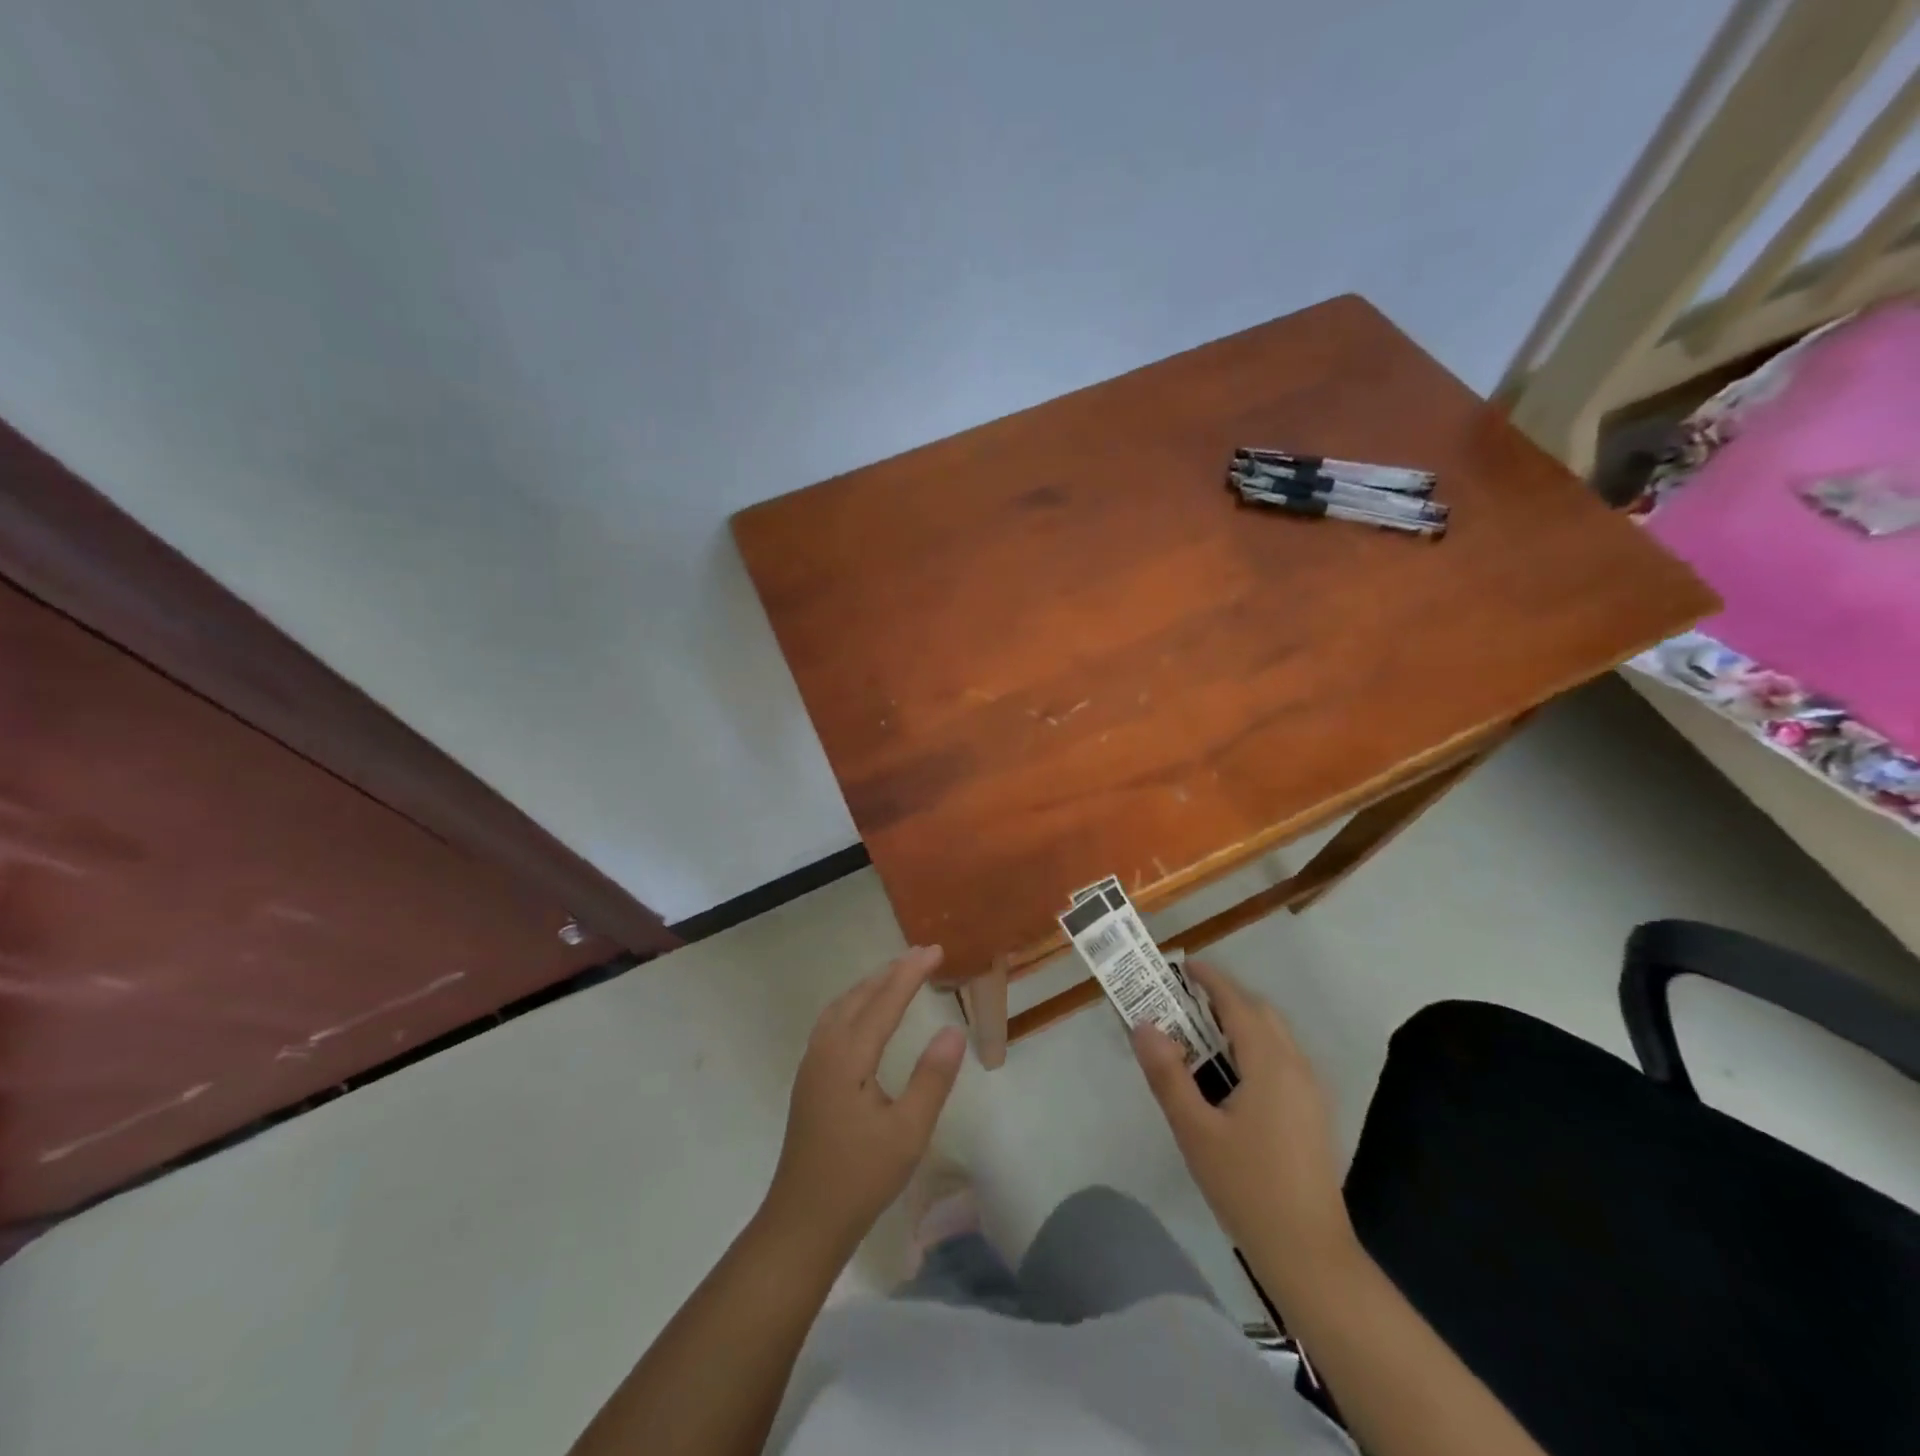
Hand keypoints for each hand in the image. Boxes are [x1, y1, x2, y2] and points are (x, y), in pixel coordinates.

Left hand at [762, 945, 967, 1255]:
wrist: (803, 1221)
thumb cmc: (860, 1178)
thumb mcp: (908, 1132)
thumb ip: (931, 1078)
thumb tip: (953, 1029)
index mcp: (848, 1057)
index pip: (884, 1002)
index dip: (910, 973)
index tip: (935, 950)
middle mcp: (825, 1050)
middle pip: (859, 997)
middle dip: (891, 972)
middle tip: (922, 955)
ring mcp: (812, 1064)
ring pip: (841, 1007)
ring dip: (870, 986)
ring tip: (897, 974)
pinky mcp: (810, 1079)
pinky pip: (833, 1022)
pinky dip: (855, 1004)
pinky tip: (865, 1014)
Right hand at [1132, 961, 1349, 1256]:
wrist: (1309, 1254)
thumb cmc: (1247, 1187)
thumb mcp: (1195, 1131)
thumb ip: (1168, 1074)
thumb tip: (1144, 1025)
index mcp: (1270, 1064)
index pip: (1237, 1003)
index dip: (1210, 980)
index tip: (1182, 965)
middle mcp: (1297, 1067)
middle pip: (1260, 1014)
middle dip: (1223, 998)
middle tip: (1182, 1001)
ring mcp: (1310, 1092)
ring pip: (1274, 1036)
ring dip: (1239, 1023)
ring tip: (1199, 1033)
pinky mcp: (1313, 1114)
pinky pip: (1282, 1059)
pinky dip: (1254, 1047)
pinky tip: (1229, 1075)